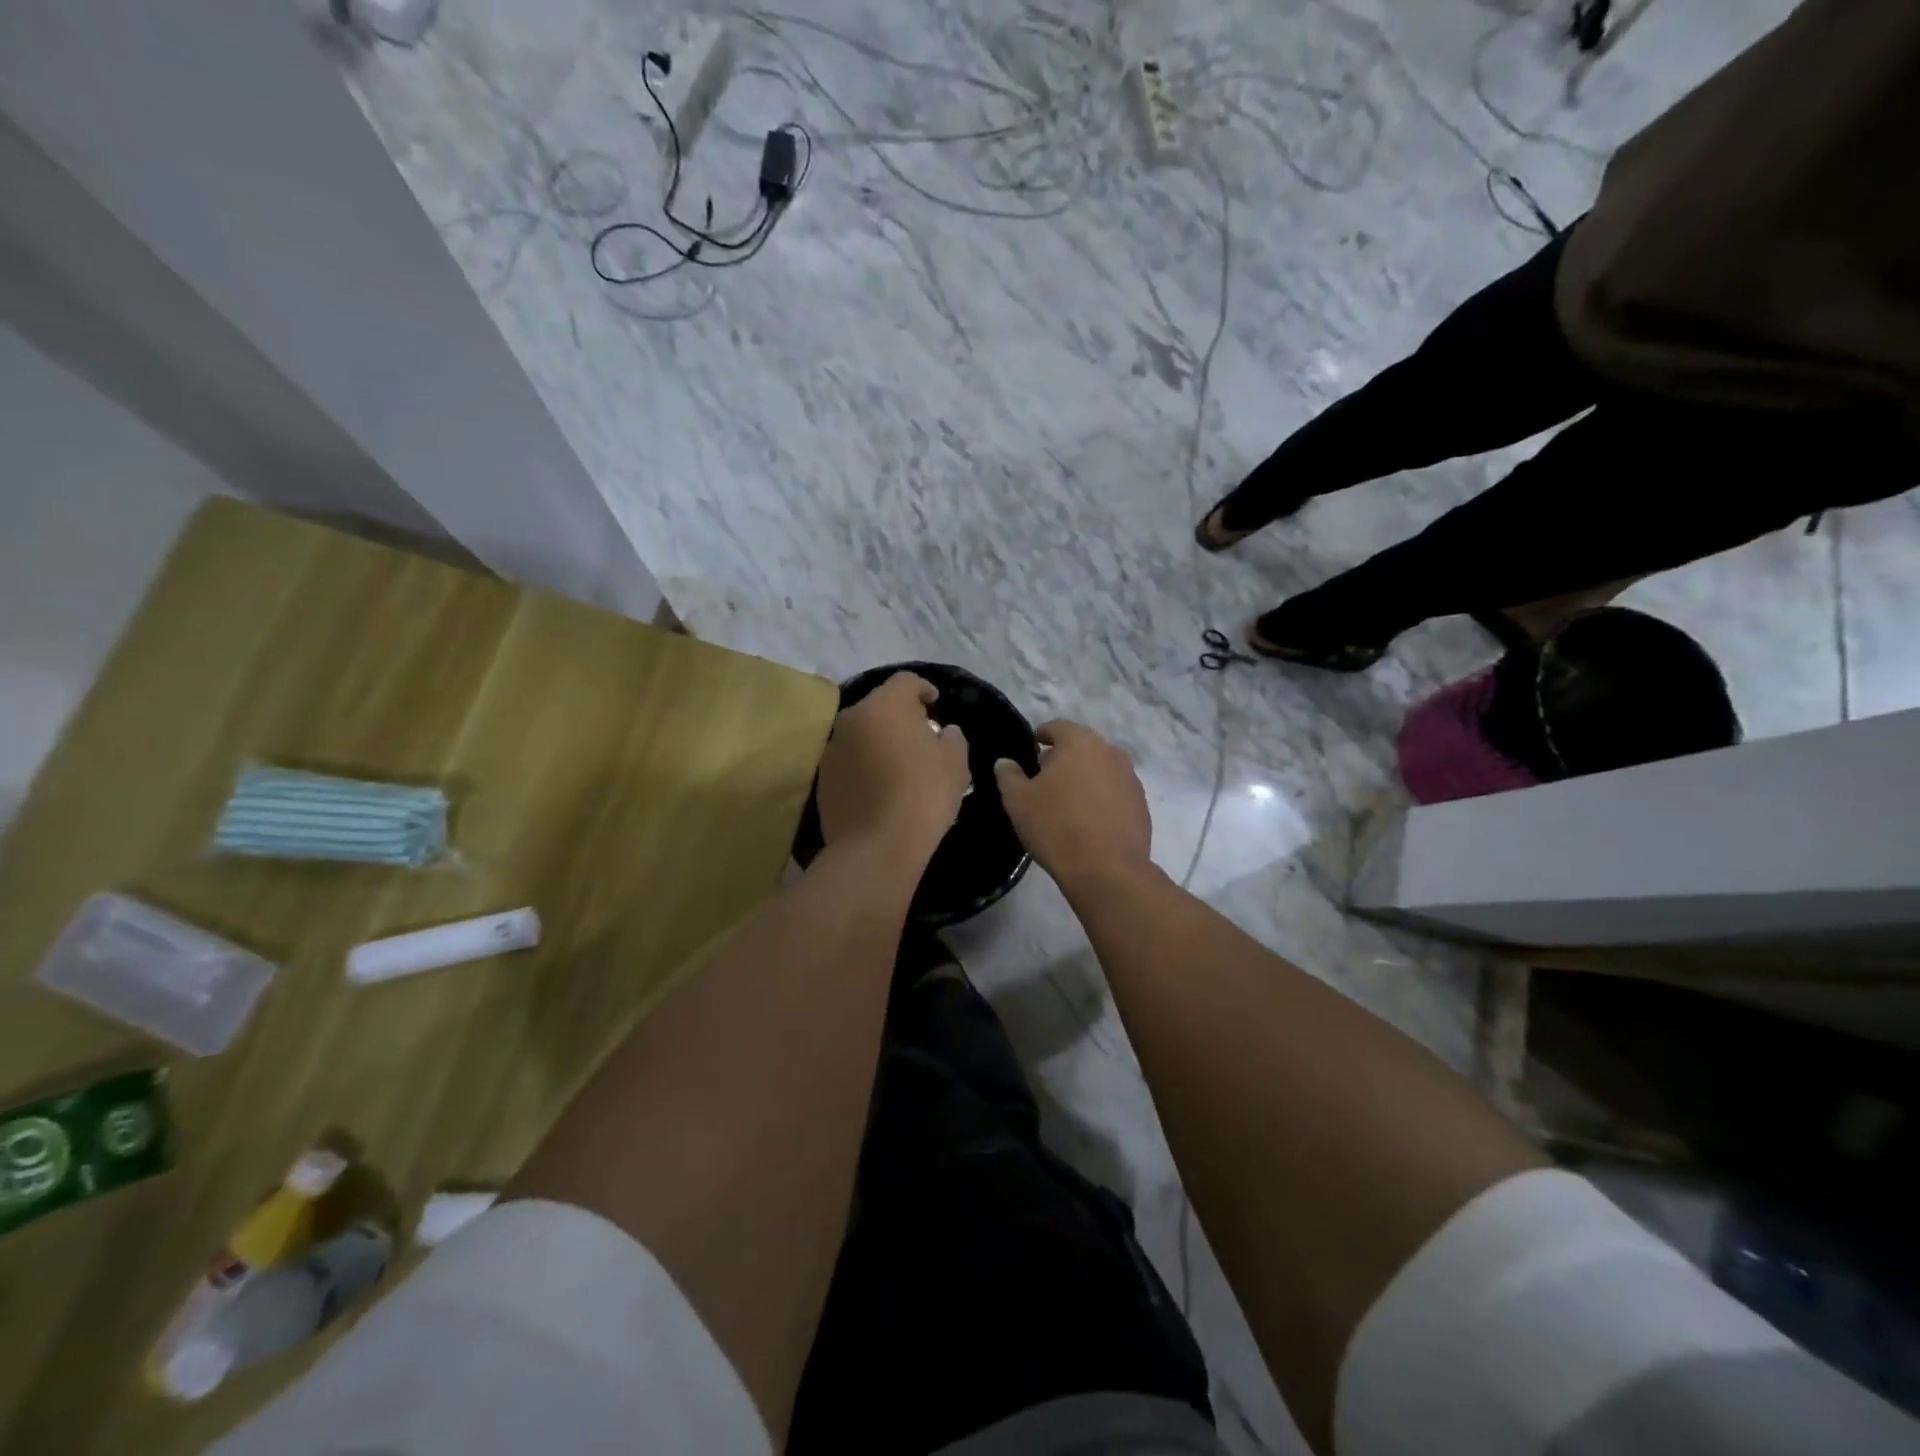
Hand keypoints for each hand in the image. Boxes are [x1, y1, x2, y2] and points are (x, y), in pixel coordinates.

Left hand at [817, 672, 969, 856]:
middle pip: (879, 705)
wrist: (876, 847)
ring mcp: (832, 747)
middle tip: (920, 736)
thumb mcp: (955, 763)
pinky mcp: (822, 776)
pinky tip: (879, 785)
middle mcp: (852, 718)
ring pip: (861, 732)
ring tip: (899, 763)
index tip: (935, 704)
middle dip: (900, 715)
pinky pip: (849, 758)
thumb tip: (944, 731)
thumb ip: (952, 737)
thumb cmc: (923, 795)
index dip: (924, 689)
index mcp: (885, 705)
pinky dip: (864, 763)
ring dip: (879, 739)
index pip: (905, 681)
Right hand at [993, 721, 1153, 891]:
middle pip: (1082, 747)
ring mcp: (1131, 779)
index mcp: (1080, 742)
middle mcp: (1111, 752)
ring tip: (1067, 803)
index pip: (1057, 727)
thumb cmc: (1056, 826)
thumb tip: (1005, 762)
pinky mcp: (1141, 805)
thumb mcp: (1018, 800)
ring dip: (1084, 779)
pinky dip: (1101, 799)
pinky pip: (1115, 793)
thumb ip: (1008, 775)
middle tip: (1044, 780)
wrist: (1106, 870)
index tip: (1031, 750)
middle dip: (1063, 759)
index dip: (1041, 736)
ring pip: (1101, 770)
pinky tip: (1088, 822)